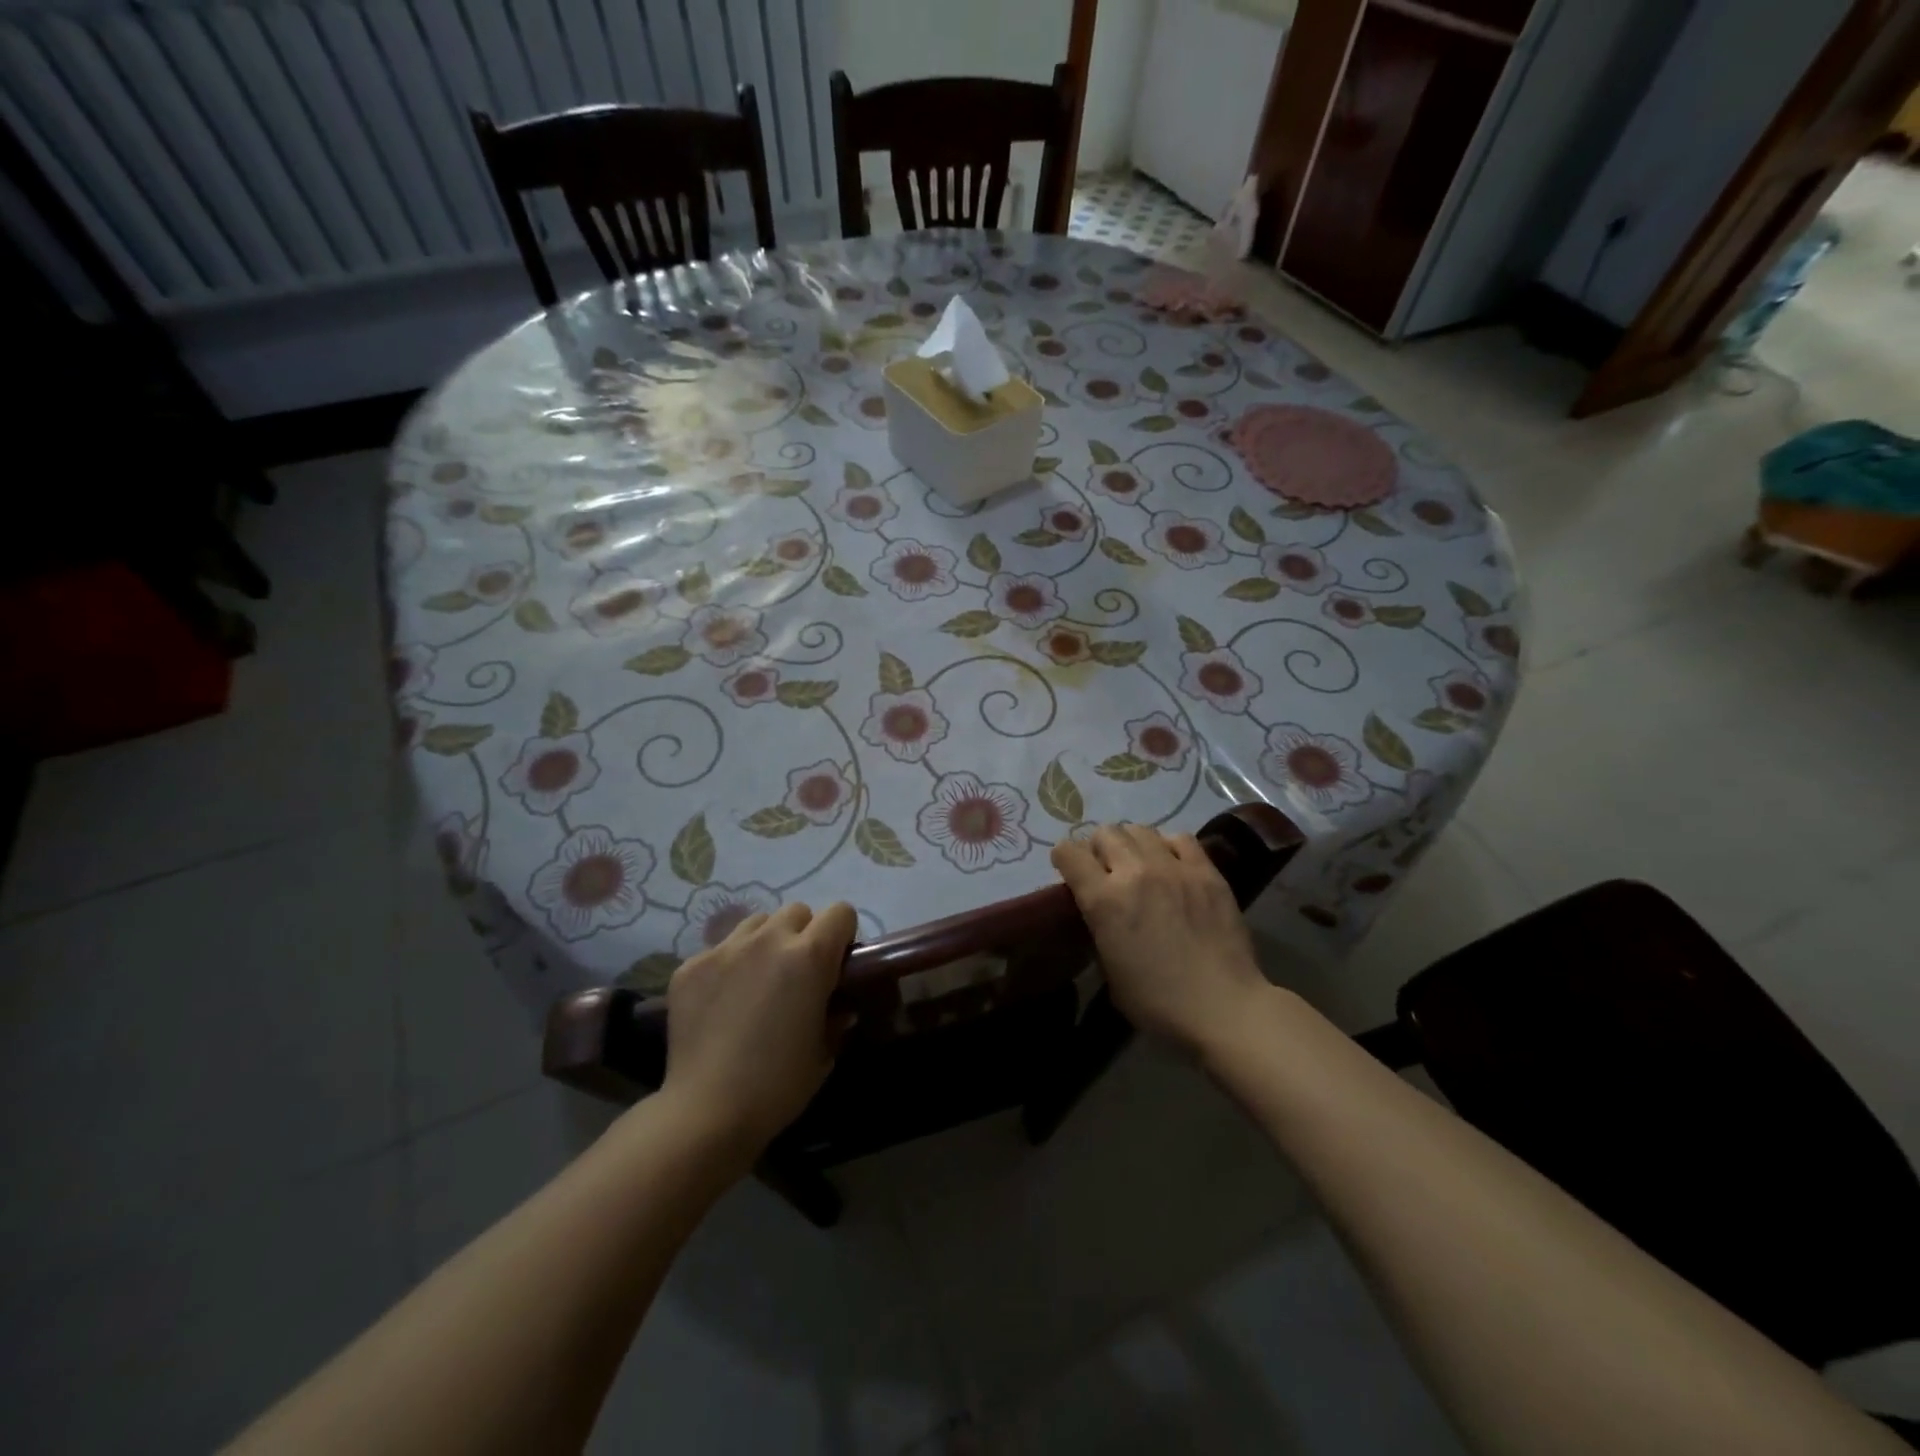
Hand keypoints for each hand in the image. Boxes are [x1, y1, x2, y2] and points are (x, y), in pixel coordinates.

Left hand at [660, 901, 856, 1154]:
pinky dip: (729, 966)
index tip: (837, 964)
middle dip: (804, 934)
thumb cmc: (778, 1085)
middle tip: (798, 974)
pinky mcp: (690, 966)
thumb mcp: (824, 1051)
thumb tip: (837, 1005)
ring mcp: (725, 949)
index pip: (840, 912)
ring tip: (758, 980)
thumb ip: (835, 1016)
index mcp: (810, 956)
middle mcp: (768, 940)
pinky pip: (720, 949)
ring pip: (756, 923)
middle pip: (797, 911)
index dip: (843, 935)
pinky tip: (722, 1003)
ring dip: (766, 942)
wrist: (706, 1111)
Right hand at [1052, 825, 1268, 1053]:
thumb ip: (1100, 930)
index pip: (1069, 853)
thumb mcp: (1109, 971)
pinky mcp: (1206, 871)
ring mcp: (1173, 867)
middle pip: (1105, 833)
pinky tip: (1173, 865)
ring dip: (1132, 844)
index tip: (1070, 871)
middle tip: (1107, 870)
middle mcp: (1133, 872)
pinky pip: (1181, 839)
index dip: (1064, 859)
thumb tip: (1103, 914)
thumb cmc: (1157, 1003)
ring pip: (1140, 830)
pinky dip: (1169, 847)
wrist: (1223, 1007)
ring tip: (1140, 864)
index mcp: (1103, 900)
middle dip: (1099, 849)